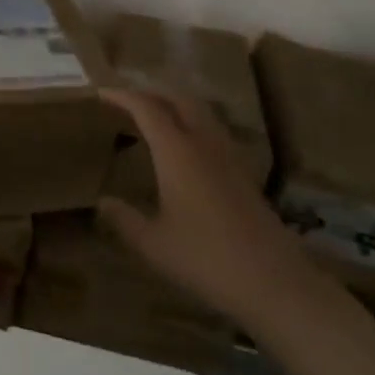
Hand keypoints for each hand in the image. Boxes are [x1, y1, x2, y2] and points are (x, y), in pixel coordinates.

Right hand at [97, 88, 314, 328]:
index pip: (146, 108)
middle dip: (151, 94)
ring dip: (175, 106)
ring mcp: (229, 155)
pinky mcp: (244, 171)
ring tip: (155, 120)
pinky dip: (193, 124)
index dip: (122, 96)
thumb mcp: (154, 244)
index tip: (102, 93)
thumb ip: (124, 220)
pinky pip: (214, 130)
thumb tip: (102, 202)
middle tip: (128, 103)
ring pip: (200, 112)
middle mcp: (203, 142)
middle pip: (178, 99)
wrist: (273, 281)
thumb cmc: (205, 258)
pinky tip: (187, 150)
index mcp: (177, 151)